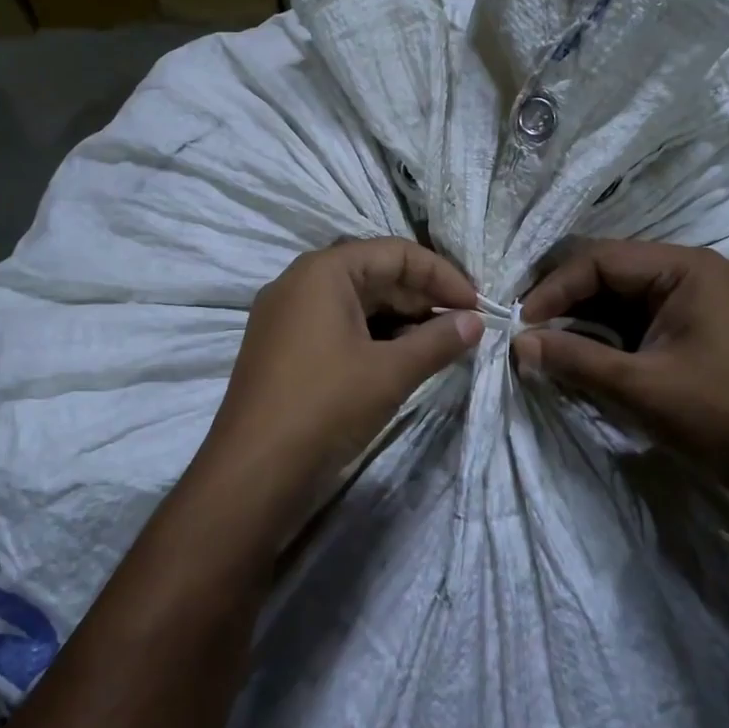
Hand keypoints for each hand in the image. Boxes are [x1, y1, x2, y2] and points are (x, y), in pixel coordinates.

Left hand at [188, 238, 482, 546]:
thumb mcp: (390, 372)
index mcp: (323, 272)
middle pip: (374, 274)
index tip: (476, 305)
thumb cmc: (325, 407)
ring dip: (400, 320)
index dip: (441, 275)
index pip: (395, 253)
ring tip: (438, 346)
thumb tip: (475, 321)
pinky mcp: (282, 349)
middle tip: (462, 327)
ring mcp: (286, 317)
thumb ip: (438, 341)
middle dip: (422, 298)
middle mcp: (299, 283)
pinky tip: (399, 362)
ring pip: (355, 303)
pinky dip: (372, 338)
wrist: (252, 474)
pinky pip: (336, 327)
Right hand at [512, 240, 728, 500]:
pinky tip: (578, 351)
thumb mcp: (638, 387)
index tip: (521, 324)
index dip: (554, 288)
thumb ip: (574, 359)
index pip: (600, 259)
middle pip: (608, 270)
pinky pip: (635, 316)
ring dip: (581, 317)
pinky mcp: (692, 325)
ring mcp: (694, 297)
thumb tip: (518, 344)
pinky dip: (604, 333)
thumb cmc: (717, 415)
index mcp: (686, 268)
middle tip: (527, 329)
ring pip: (619, 294)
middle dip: (564, 299)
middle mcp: (691, 270)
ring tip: (544, 342)